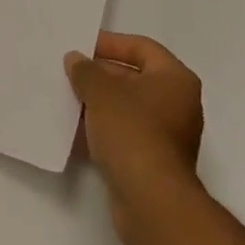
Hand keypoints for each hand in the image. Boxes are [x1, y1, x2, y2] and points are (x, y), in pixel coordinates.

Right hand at [65, 31, 203, 241]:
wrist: (151, 202)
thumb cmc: (132, 132)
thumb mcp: (101, 91)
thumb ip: (85, 70)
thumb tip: (75, 60)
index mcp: (175, 79)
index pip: (142, 47)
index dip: (110, 43)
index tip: (81, 46)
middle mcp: (178, 104)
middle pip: (134, 77)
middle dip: (100, 75)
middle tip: (69, 72)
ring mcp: (168, 136)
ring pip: (127, 108)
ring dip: (98, 103)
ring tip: (67, 98)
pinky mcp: (154, 162)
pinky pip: (125, 134)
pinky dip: (103, 129)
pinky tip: (75, 130)